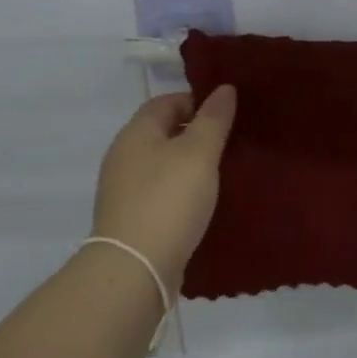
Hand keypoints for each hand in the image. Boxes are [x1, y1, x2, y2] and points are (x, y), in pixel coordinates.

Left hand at [89, 87, 236, 288]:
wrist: (135, 268)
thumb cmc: (168, 200)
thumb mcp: (199, 153)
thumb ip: (213, 119)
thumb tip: (224, 89)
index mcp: (136, 132)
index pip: (167, 102)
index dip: (198, 102)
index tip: (229, 114)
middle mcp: (124, 156)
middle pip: (163, 133)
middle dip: (196, 134)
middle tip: (232, 142)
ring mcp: (124, 190)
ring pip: (163, 165)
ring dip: (189, 165)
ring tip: (224, 173)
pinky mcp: (131, 219)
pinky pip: (161, 193)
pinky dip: (181, 192)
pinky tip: (203, 204)